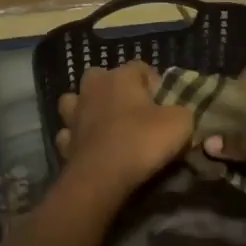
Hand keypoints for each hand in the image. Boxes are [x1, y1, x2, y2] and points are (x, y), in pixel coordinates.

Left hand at [55, 61, 192, 197]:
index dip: (155, 83)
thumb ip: (181, 111)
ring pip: (76, 101)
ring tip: (105, 124)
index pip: (140, 67)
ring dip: (88, 109)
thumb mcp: (180, 123)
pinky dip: (78, 137)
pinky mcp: (64, 141)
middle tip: (133, 111)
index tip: (165, 104)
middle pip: (102, 77)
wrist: (102, 177)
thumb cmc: (142, 141)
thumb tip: (176, 113)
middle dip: (115, 90)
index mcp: (120, 77)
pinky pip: (69, 133)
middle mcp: (92, 88)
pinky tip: (90, 147)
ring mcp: (73, 114)